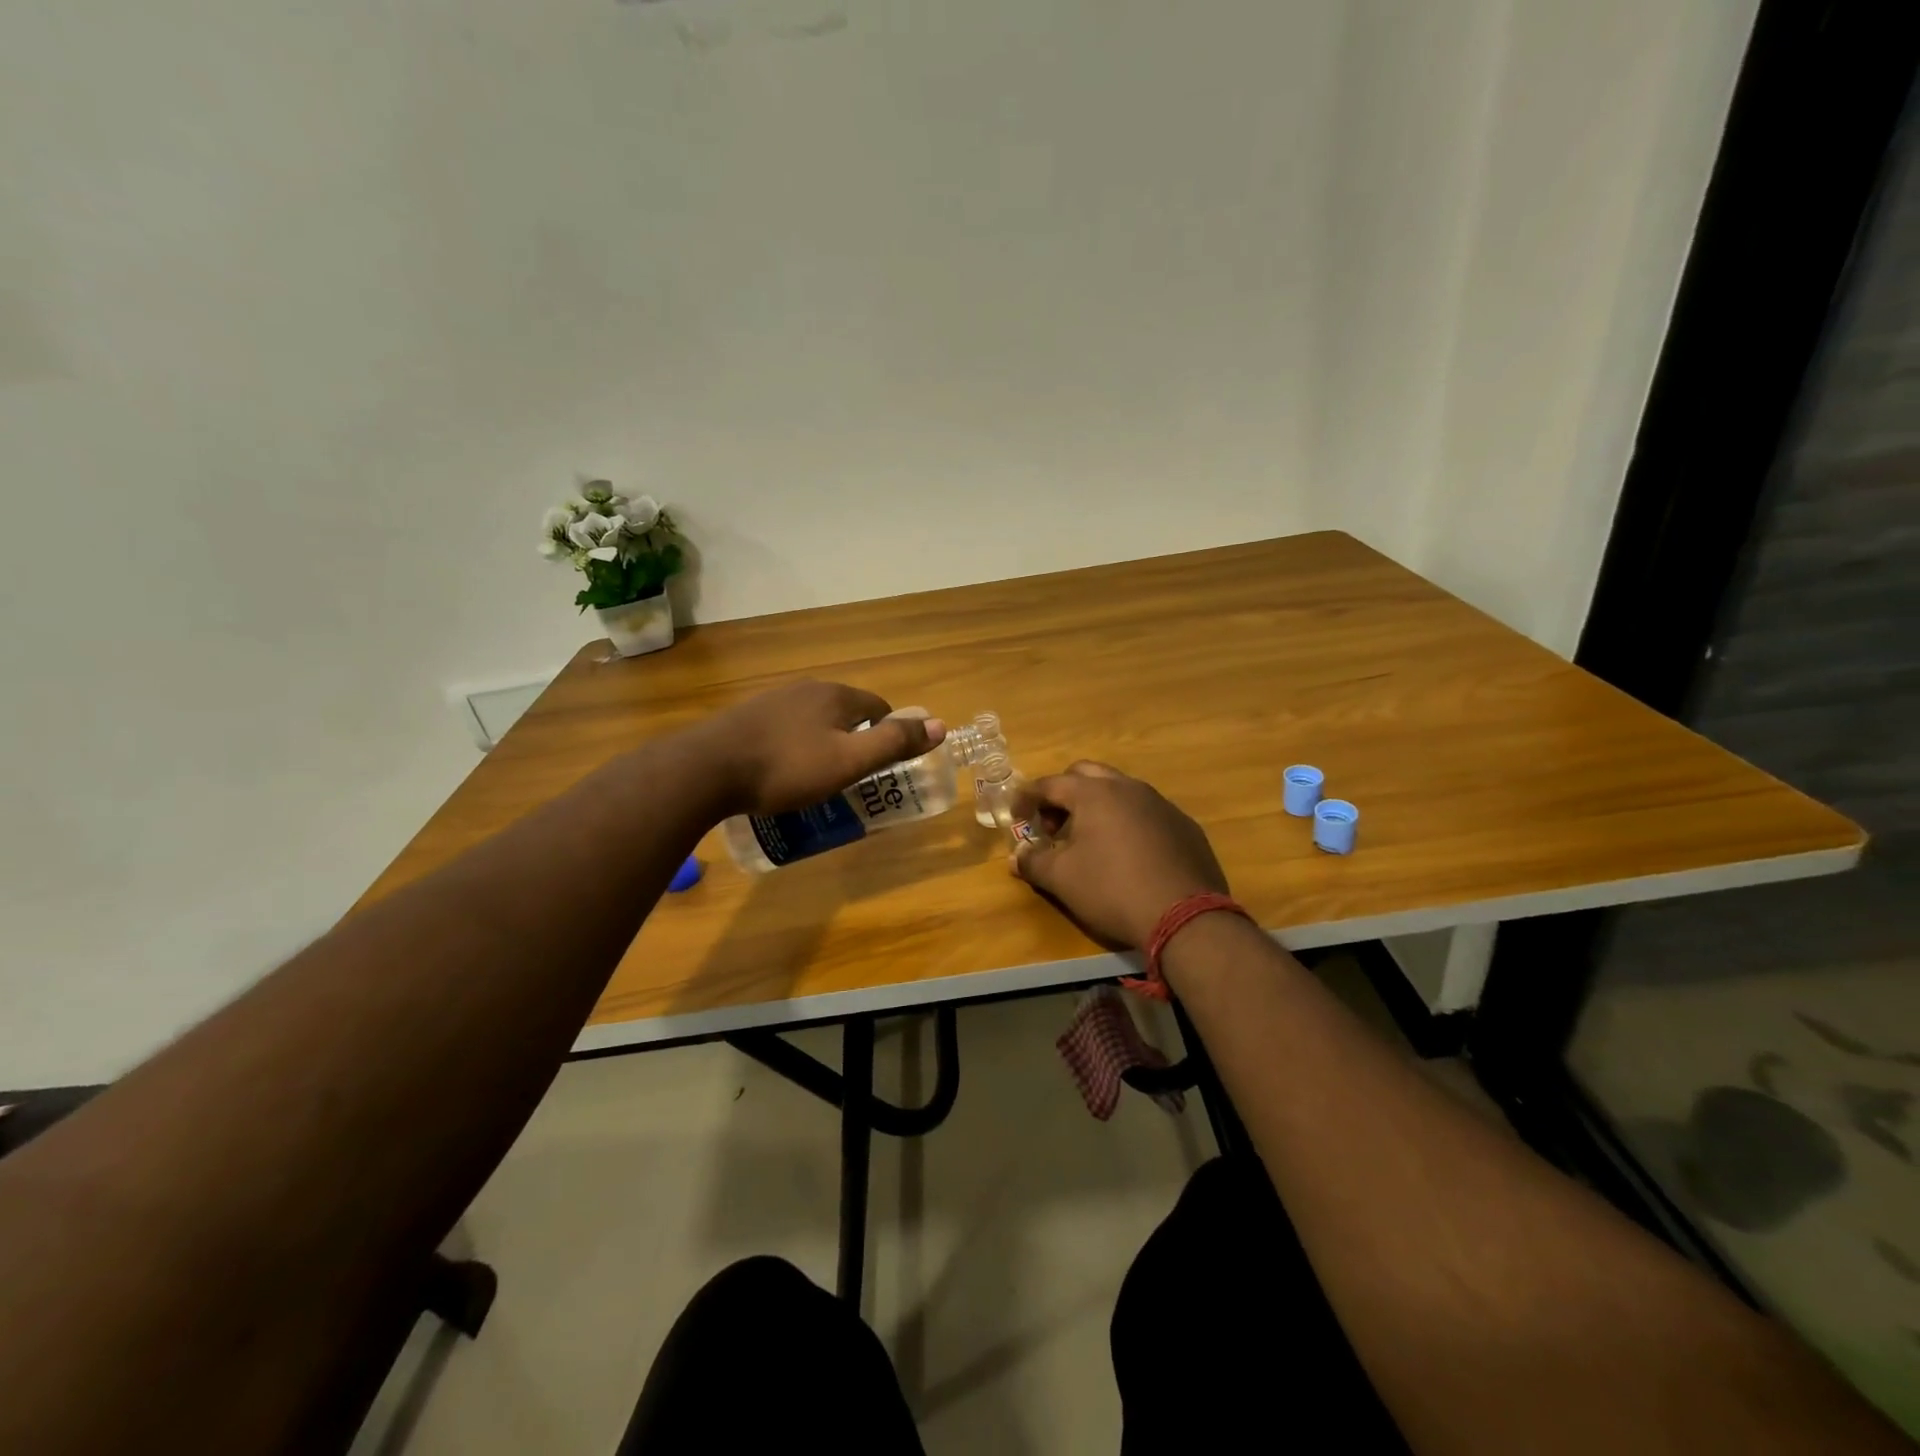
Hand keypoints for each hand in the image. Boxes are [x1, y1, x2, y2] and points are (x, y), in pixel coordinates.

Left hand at [695, 681, 946, 815]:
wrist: (705, 769)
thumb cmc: (786, 768)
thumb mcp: (848, 761)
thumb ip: (894, 743)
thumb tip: (940, 725)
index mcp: (836, 695)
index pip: (878, 709)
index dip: (886, 736)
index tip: (881, 768)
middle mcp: (806, 689)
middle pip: (846, 713)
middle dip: (854, 740)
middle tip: (850, 778)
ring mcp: (772, 700)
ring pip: (813, 721)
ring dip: (822, 744)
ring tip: (816, 780)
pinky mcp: (746, 717)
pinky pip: (784, 729)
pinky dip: (792, 747)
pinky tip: (780, 773)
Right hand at [1011, 762, 1227, 949]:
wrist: (1185, 916)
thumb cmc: (1112, 890)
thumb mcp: (1062, 879)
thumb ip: (1033, 862)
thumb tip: (1016, 856)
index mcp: (1094, 793)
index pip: (1050, 784)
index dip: (1027, 797)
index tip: (1015, 815)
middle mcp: (1128, 787)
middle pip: (1086, 774)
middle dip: (1063, 794)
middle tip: (1053, 826)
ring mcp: (1160, 803)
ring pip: (1120, 790)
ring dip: (1097, 806)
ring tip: (1089, 840)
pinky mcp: (1184, 825)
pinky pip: (1146, 812)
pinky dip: (1127, 822)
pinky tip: (1128, 854)